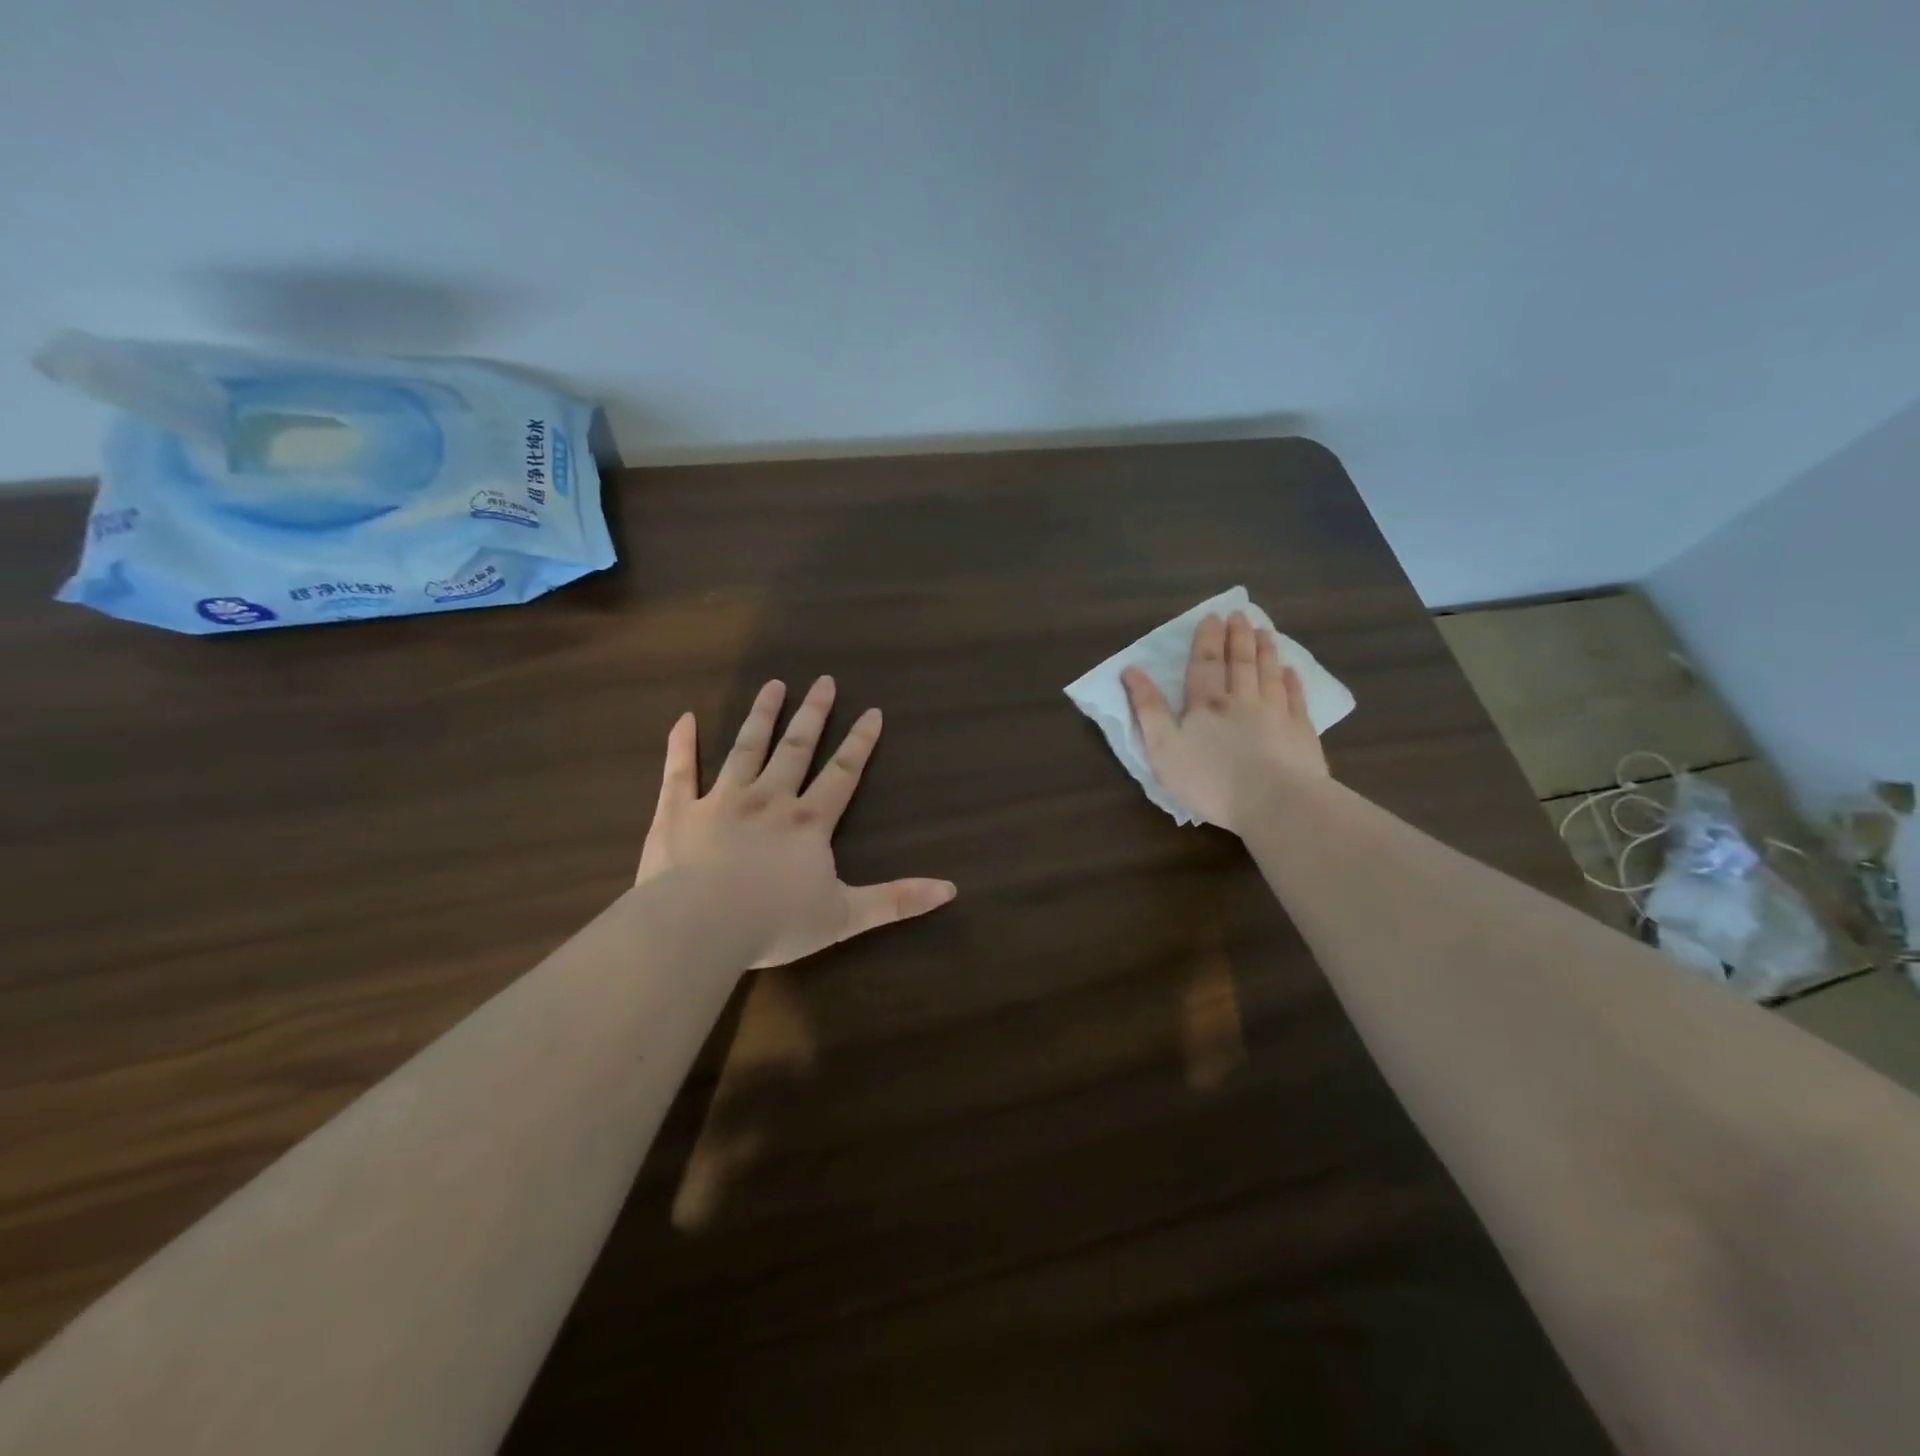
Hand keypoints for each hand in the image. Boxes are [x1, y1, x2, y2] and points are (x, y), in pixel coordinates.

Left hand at [636, 676, 956, 968]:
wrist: (699, 928)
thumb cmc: (774, 923)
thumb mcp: (845, 917)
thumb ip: (896, 900)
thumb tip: (950, 889)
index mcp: (808, 822)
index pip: (842, 773)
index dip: (860, 742)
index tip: (872, 711)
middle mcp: (769, 800)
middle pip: (796, 748)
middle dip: (813, 714)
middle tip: (824, 680)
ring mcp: (721, 801)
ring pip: (746, 748)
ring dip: (762, 715)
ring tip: (774, 685)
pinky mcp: (678, 812)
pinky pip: (680, 771)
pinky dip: (681, 745)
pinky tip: (685, 718)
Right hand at [1121, 611, 1328, 832]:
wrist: (1275, 802)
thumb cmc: (1210, 780)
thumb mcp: (1163, 748)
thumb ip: (1147, 709)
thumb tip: (1131, 670)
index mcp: (1206, 704)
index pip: (1204, 663)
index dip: (1207, 638)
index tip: (1212, 616)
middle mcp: (1242, 700)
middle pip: (1240, 662)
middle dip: (1238, 636)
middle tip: (1240, 614)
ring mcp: (1276, 714)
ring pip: (1269, 674)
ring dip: (1266, 651)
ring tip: (1265, 631)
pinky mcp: (1301, 733)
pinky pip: (1296, 699)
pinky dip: (1293, 682)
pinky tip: (1292, 671)